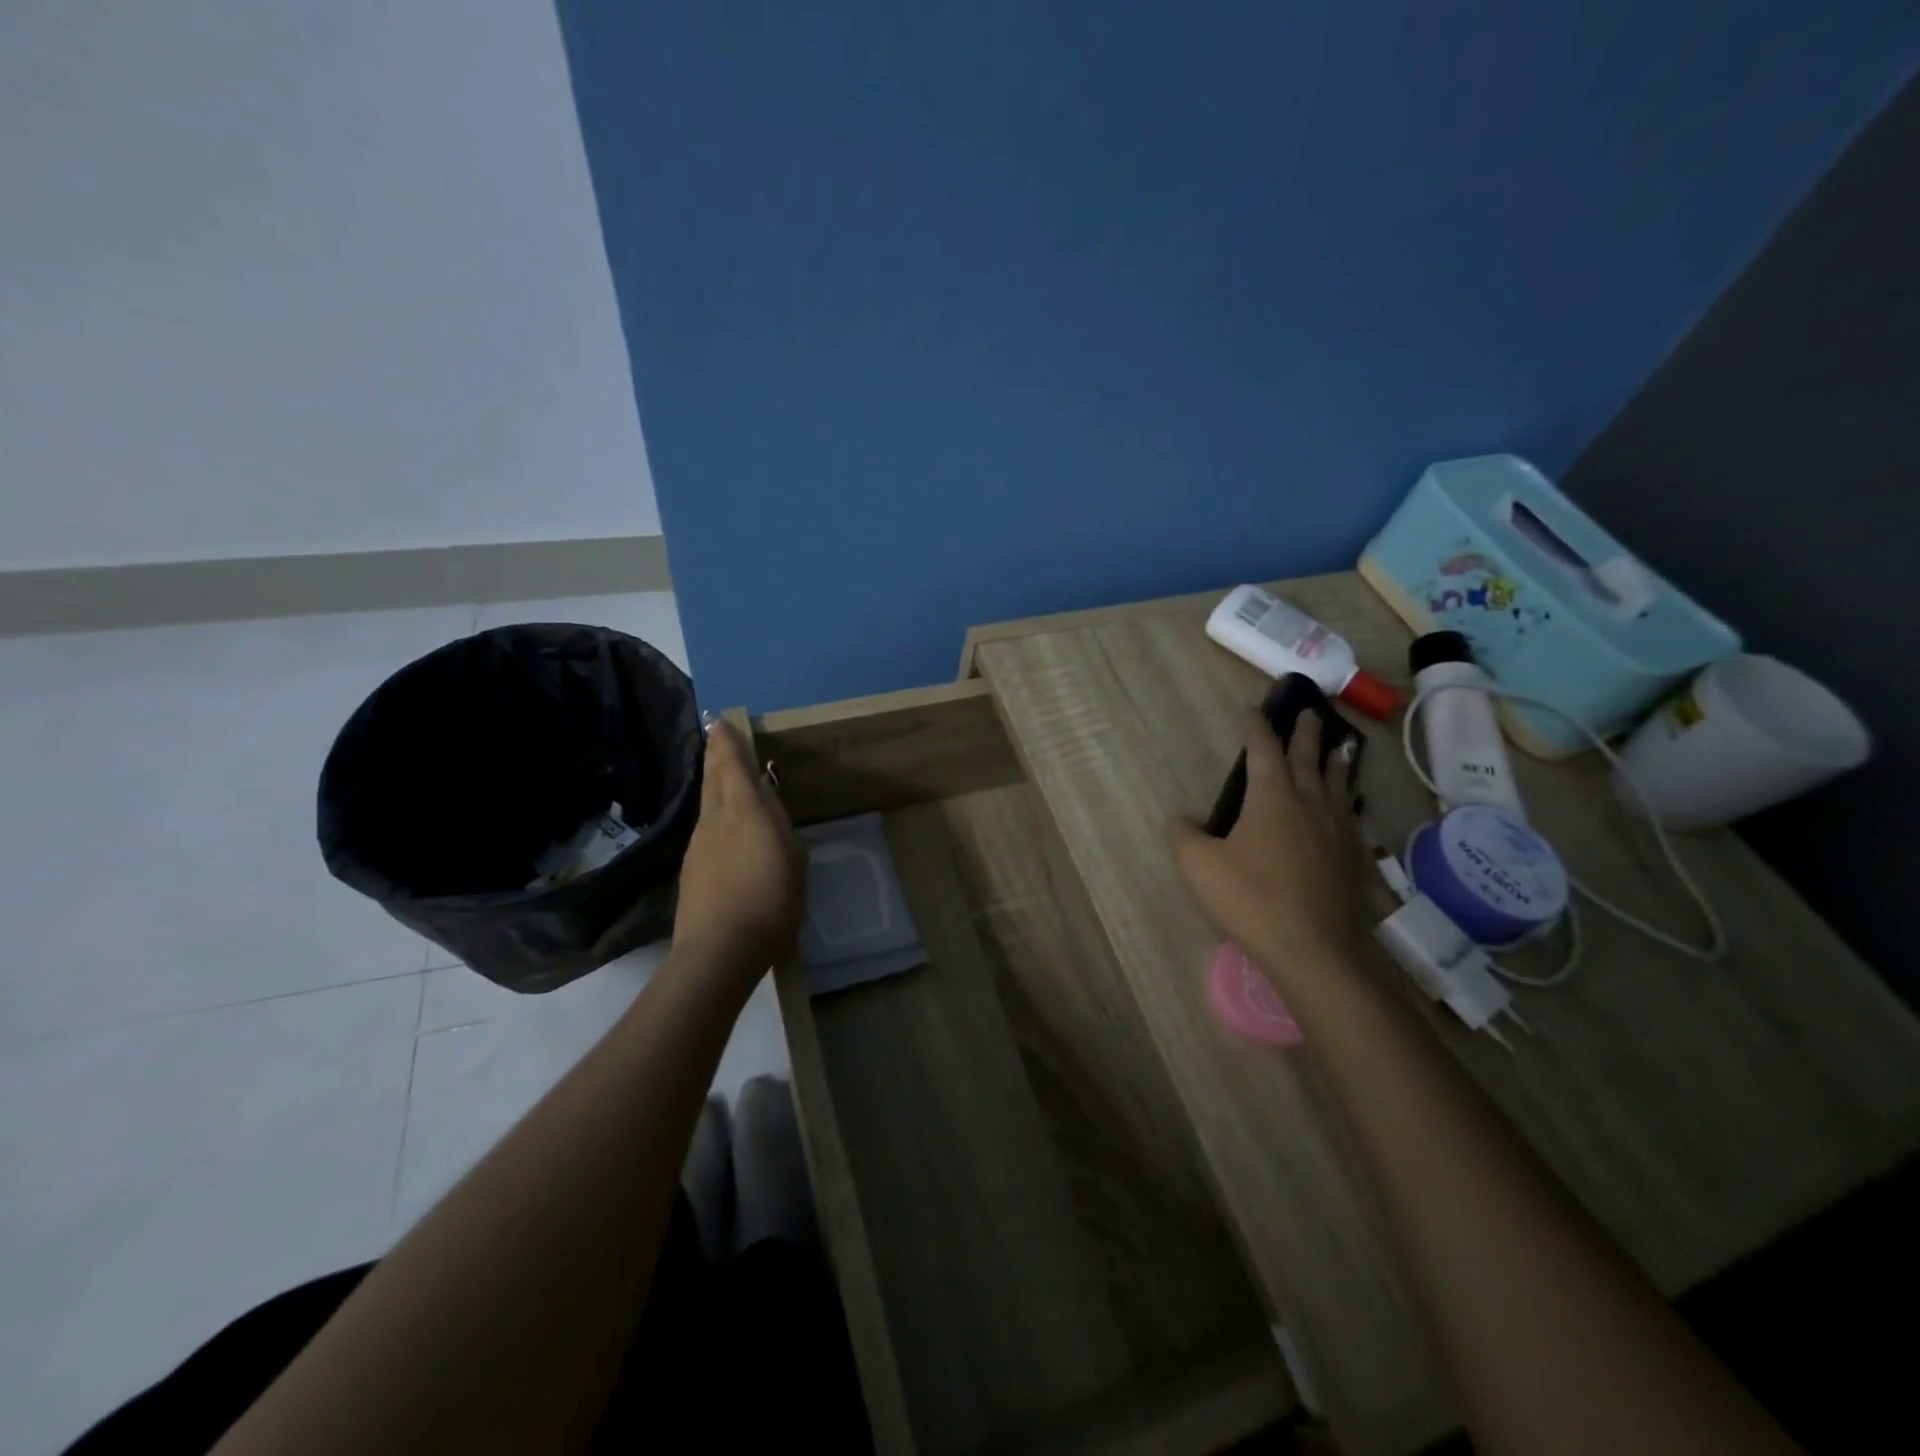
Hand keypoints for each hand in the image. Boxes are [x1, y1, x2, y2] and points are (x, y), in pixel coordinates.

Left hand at [672, 719, 806, 980]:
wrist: (720, 951)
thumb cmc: (770, 901)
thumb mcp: (792, 858)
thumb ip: (779, 826)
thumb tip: (766, 804)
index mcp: (743, 811)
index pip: (731, 765)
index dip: (727, 742)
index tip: (721, 721)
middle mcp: (714, 821)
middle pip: (712, 779)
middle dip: (715, 755)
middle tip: (717, 736)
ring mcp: (697, 846)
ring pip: (707, 805)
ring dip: (715, 786)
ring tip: (725, 779)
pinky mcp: (691, 872)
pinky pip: (706, 832)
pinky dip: (715, 819)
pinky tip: (726, 832)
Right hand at [1169, 711, 1368, 984]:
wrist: (1313, 950)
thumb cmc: (1250, 900)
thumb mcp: (1197, 866)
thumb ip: (1183, 835)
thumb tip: (1181, 819)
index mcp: (1272, 799)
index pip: (1264, 751)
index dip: (1257, 728)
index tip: (1253, 710)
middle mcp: (1309, 805)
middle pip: (1309, 759)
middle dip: (1306, 734)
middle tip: (1310, 712)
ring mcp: (1337, 832)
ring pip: (1337, 785)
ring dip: (1335, 762)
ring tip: (1340, 749)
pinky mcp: (1352, 859)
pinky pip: (1350, 817)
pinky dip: (1347, 801)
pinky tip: (1347, 809)